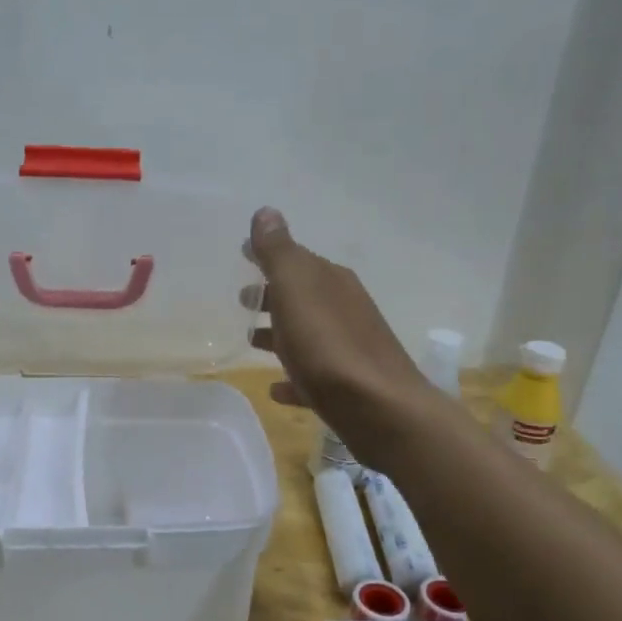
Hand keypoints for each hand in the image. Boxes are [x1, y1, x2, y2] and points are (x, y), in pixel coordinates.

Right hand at [246, 208, 437, 462]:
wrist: (379, 408)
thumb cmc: (328, 345)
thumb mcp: (296, 289)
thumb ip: (279, 252)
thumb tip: (266, 211)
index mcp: (331, 282)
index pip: (295, 258)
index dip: (268, 255)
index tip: (243, 253)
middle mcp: (343, 309)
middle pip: (301, 296)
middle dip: (272, 295)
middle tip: (243, 300)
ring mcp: (347, 348)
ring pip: (306, 335)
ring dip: (279, 334)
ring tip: (250, 342)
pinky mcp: (347, 386)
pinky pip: (311, 376)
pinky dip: (293, 377)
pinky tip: (277, 389)